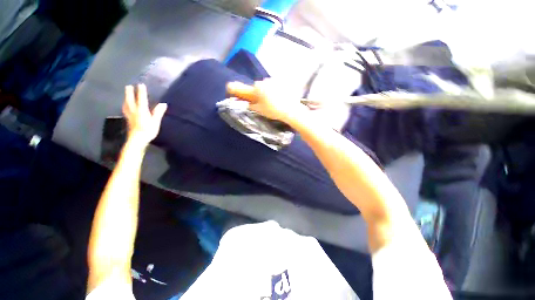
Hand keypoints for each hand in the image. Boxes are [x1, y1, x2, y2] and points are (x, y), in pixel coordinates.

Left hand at [122, 84, 166, 145]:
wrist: (137, 140)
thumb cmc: (148, 131)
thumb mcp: (155, 122)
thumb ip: (158, 112)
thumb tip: (163, 104)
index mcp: (142, 110)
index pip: (141, 99)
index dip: (141, 91)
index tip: (141, 84)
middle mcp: (134, 111)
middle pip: (130, 100)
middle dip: (130, 93)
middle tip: (128, 86)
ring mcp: (130, 115)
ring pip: (126, 104)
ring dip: (126, 98)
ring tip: (126, 94)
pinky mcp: (128, 119)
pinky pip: (125, 109)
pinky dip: (125, 105)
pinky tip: (126, 106)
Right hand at [226, 80, 306, 122]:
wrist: (291, 110)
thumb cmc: (273, 111)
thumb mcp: (259, 110)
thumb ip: (251, 105)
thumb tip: (246, 103)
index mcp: (257, 88)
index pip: (245, 88)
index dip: (238, 89)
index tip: (230, 88)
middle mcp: (264, 81)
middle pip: (257, 86)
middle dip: (257, 93)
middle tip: (260, 101)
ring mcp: (274, 80)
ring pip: (266, 86)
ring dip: (266, 91)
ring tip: (272, 101)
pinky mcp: (282, 82)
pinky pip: (274, 86)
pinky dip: (274, 91)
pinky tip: (278, 98)